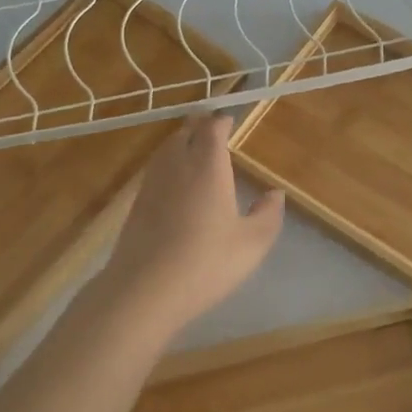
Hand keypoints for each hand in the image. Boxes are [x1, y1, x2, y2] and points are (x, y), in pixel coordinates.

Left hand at [98, 113, 284, 335]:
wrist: (144, 290)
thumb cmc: (205, 263)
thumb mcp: (251, 244)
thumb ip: (267, 214)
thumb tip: (275, 193)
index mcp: (207, 166)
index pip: (212, 128)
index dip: (221, 121)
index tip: (230, 121)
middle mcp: (177, 165)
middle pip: (185, 132)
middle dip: (200, 126)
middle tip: (213, 129)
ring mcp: (152, 183)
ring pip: (166, 148)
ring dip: (181, 142)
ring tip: (194, 148)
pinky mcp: (136, 203)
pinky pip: (155, 169)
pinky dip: (167, 164)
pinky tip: (174, 181)